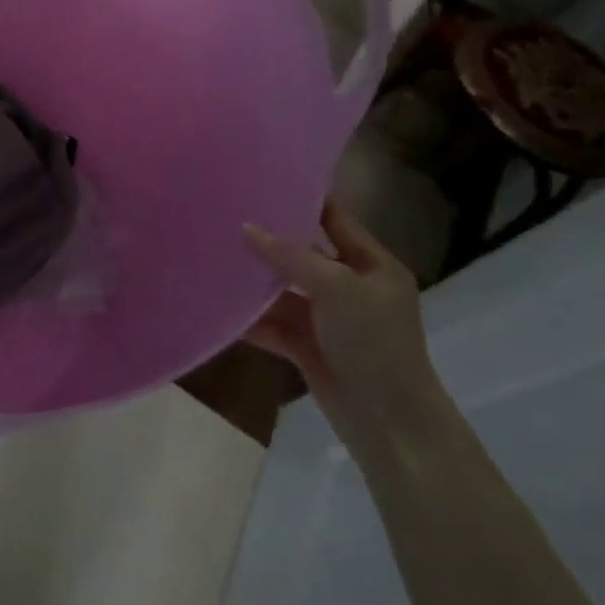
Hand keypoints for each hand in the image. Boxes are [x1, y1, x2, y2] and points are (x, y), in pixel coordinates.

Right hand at [242, 201, 447, 454]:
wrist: (391, 424)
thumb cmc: (374, 343)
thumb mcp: (337, 288)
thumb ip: (291, 256)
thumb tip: (245, 227)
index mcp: (373, 265)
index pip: (336, 220)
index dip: (304, 199)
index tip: (262, 180)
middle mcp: (351, 288)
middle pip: (303, 255)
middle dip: (268, 240)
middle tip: (225, 216)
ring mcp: (329, 320)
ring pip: (284, 291)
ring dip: (255, 282)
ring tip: (213, 257)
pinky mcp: (309, 348)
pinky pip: (274, 325)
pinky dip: (251, 319)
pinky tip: (219, 306)